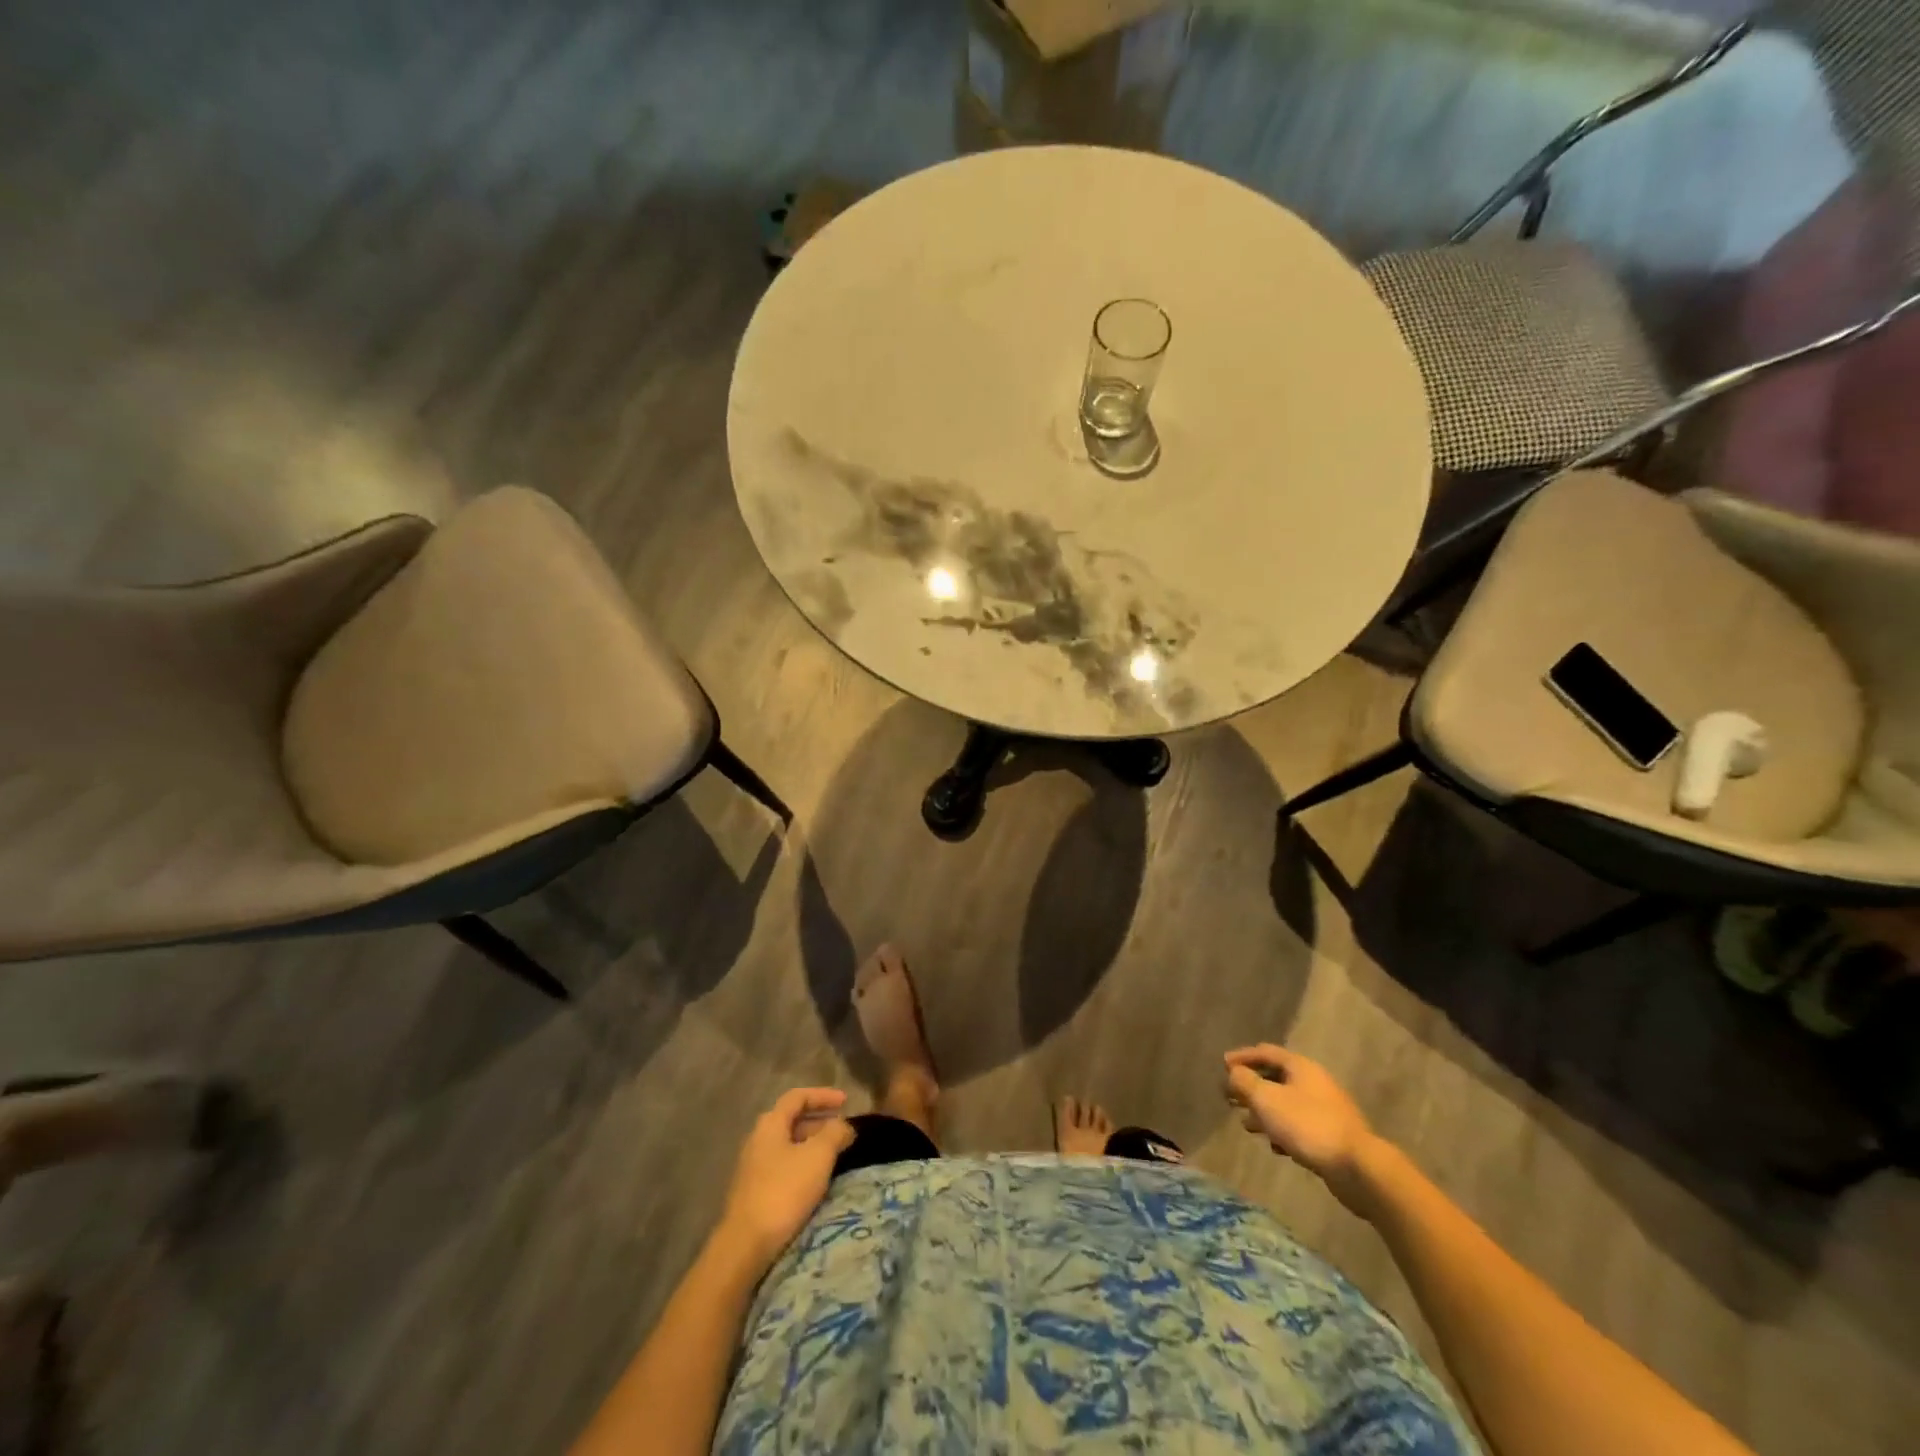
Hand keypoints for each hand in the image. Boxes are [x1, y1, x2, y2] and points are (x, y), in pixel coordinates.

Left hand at [716, 1088, 856, 1271]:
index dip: (823, 1095)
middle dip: (820, 1122)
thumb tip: (844, 1125)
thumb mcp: (818, 1156)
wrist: (745, 1245)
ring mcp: (753, 1167)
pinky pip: (783, 1166)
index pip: (798, 1097)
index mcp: (770, 1124)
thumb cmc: (784, 1190)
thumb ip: (835, 1133)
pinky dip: (802, 1164)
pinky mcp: (753, 1192)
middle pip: (792, 1120)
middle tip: (843, 1132)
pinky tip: (815, 1181)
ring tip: (834, 1156)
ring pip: (788, 1145)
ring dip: (812, 1145)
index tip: (846, 1101)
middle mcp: (758, 1139)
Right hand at [1224, 1045, 1380, 1215]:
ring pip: (1286, 1103)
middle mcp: (1314, 1082)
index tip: (1223, 1065)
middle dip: (1251, 1086)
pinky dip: (1282, 1130)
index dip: (1242, 1056)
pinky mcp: (1332, 1135)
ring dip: (1264, 1111)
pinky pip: (1299, 1125)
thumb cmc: (1307, 1125)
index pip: (1266, 1052)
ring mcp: (1326, 1109)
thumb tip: (1234, 1073)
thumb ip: (1244, 1082)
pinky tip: (1275, 1146)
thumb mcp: (1266, 1099)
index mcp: (1300, 1066)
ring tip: (1246, 1124)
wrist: (1358, 1168)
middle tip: (1230, 1097)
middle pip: (1276, 1077)